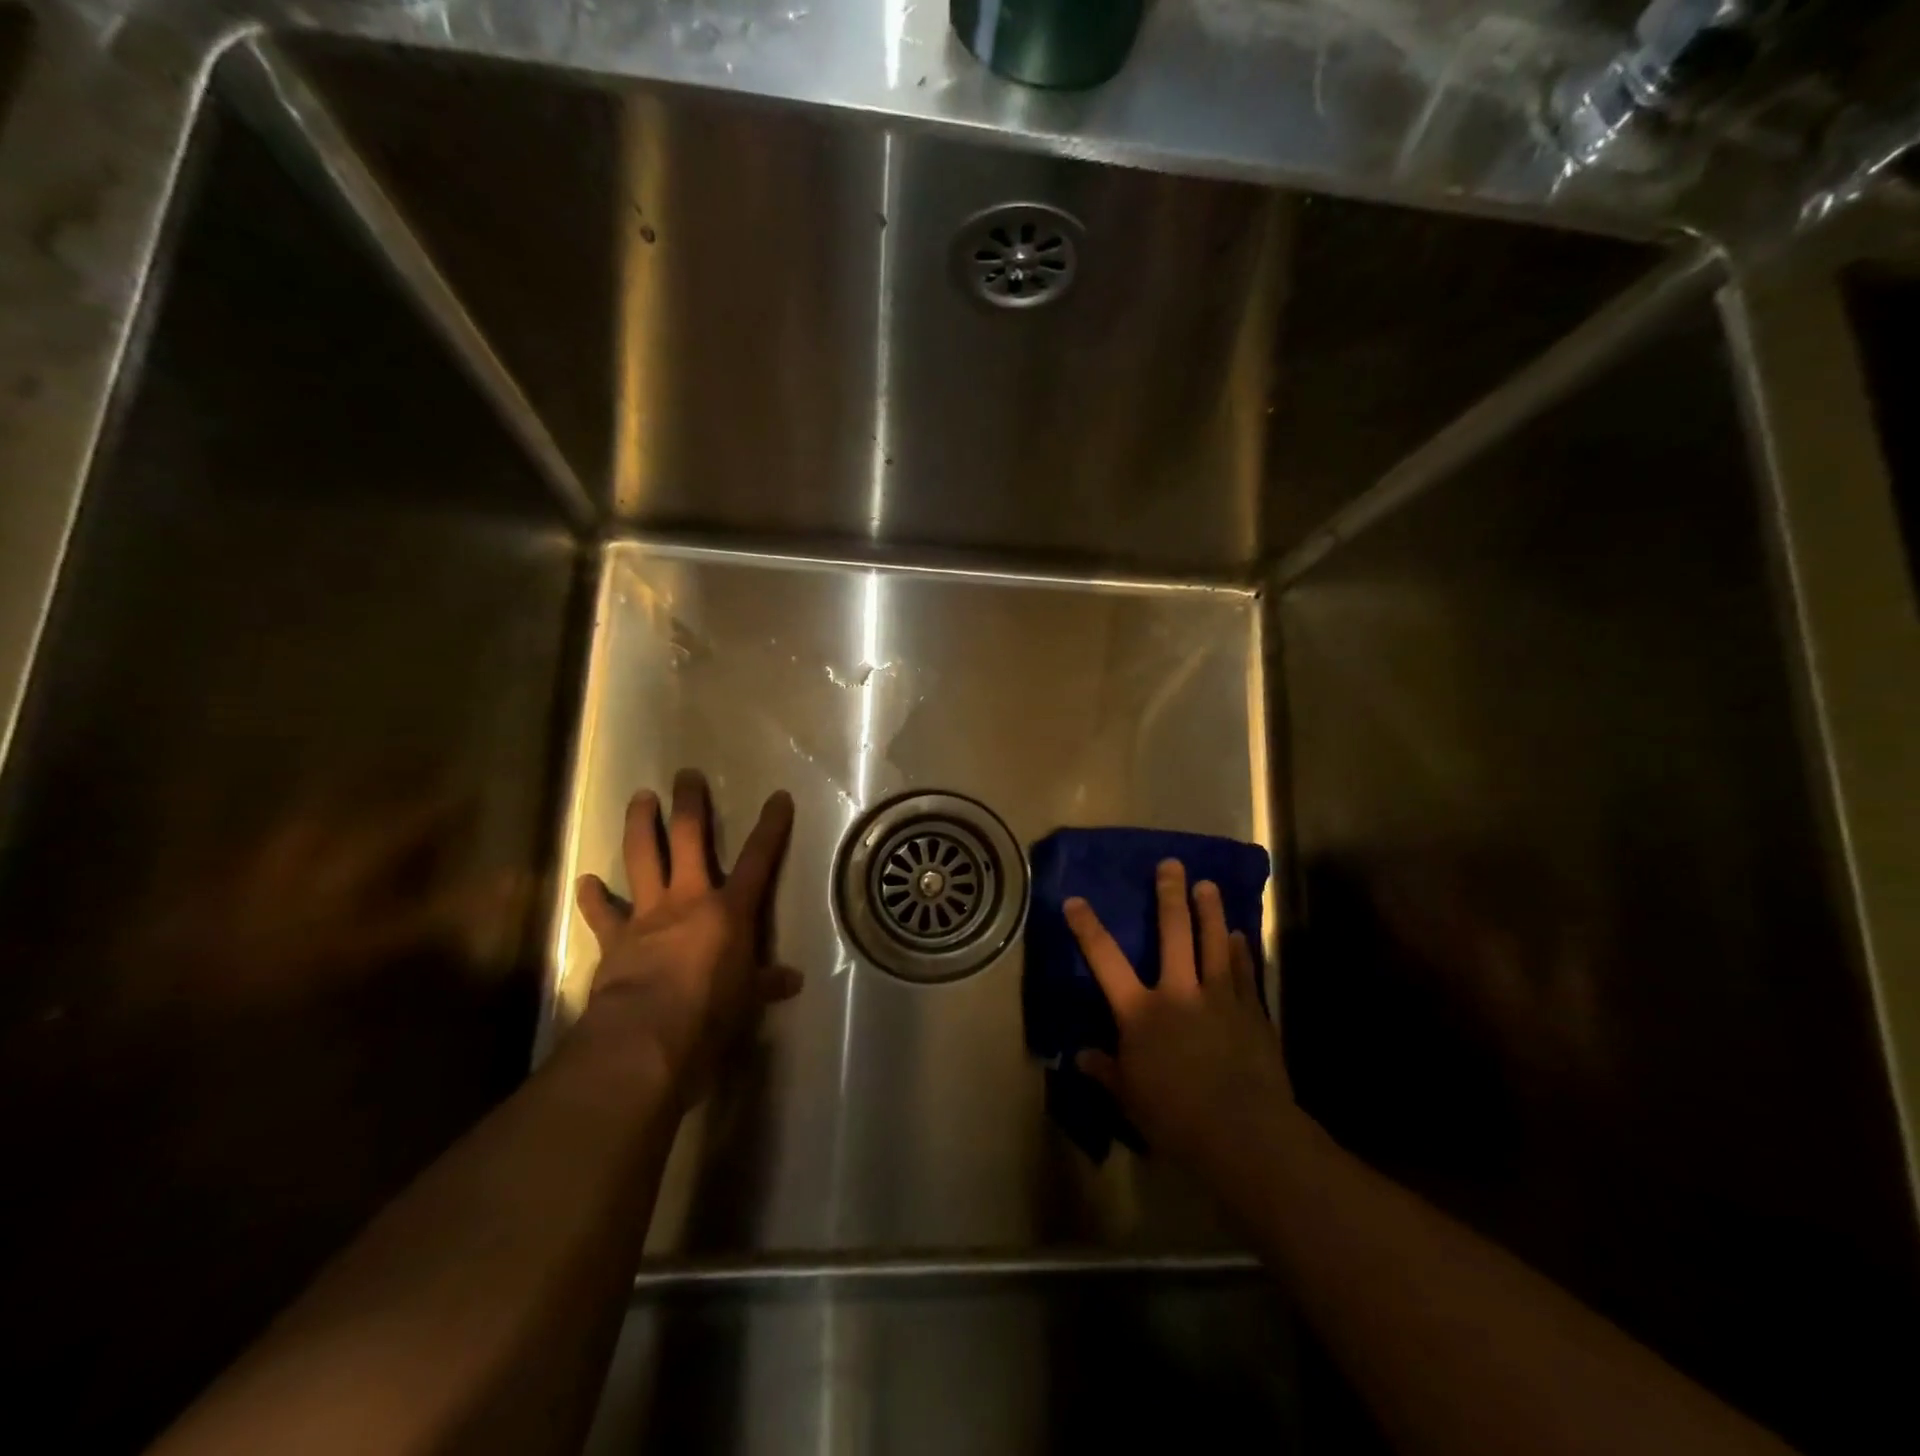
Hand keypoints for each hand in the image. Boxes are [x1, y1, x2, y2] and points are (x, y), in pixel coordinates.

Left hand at [574, 770, 800, 1102]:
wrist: (646, 1035)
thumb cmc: (711, 1013)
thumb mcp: (748, 1000)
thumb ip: (766, 983)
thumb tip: (792, 981)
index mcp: (729, 911)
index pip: (758, 860)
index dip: (771, 827)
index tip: (778, 797)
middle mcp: (688, 899)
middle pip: (689, 838)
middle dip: (690, 804)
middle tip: (686, 775)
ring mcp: (648, 914)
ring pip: (642, 858)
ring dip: (639, 825)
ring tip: (640, 798)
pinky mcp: (615, 938)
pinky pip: (602, 913)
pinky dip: (593, 897)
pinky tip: (584, 882)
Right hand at [1066, 859, 1298, 1179]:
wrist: (1244, 1132)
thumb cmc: (1176, 1117)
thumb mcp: (1130, 1097)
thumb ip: (1106, 1071)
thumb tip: (1080, 1056)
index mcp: (1141, 1012)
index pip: (1105, 960)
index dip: (1088, 928)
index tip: (1076, 900)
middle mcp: (1179, 992)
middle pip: (1174, 933)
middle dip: (1170, 896)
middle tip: (1172, 864)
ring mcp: (1220, 998)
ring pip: (1215, 943)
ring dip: (1211, 911)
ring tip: (1208, 885)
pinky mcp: (1251, 1012)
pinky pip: (1246, 972)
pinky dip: (1242, 951)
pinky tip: (1240, 935)